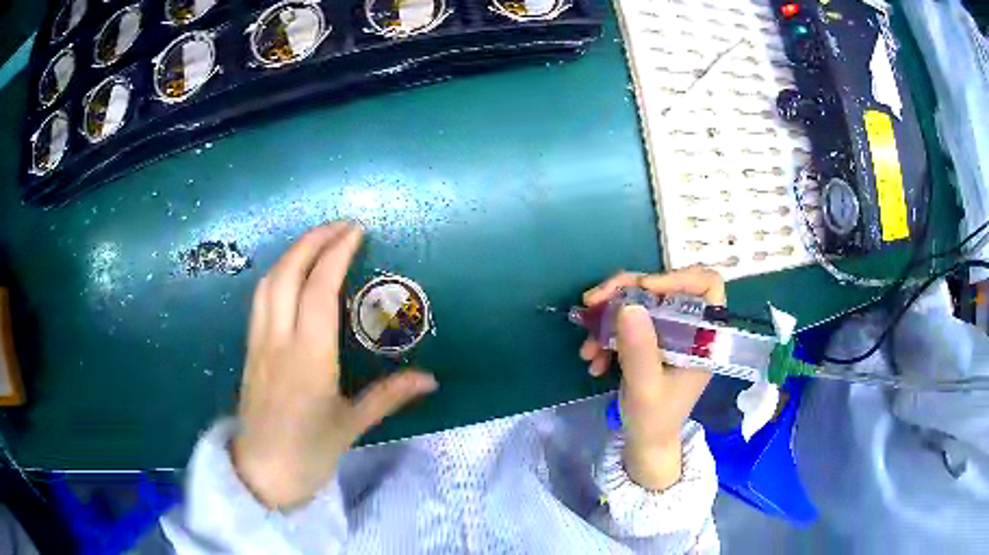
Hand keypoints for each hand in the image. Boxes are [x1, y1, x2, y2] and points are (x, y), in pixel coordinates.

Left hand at [232, 223, 437, 508]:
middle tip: (341, 226)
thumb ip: (389, 395)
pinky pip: (261, 298)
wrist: (262, 473)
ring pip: (268, 282)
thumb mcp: (352, 424)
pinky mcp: (250, 349)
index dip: (336, 253)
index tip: (356, 230)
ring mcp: (259, 342)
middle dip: (312, 240)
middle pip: (287, 273)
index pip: (318, 288)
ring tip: (317, 242)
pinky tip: (292, 275)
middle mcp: (278, 340)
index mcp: (308, 357)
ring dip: (292, 253)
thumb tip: (430, 379)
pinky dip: (278, 274)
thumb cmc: (309, 452)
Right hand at [579, 267, 724, 490]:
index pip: (706, 286)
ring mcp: (667, 332)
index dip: (677, 277)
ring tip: (586, 347)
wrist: (645, 441)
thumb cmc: (655, 419)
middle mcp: (688, 327)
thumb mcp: (646, 388)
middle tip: (592, 302)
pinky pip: (626, 321)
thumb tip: (627, 306)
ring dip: (608, 317)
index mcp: (703, 336)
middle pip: (663, 287)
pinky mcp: (649, 339)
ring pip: (639, 301)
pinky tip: (592, 359)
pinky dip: (606, 334)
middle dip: (624, 292)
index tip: (642, 288)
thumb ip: (639, 350)